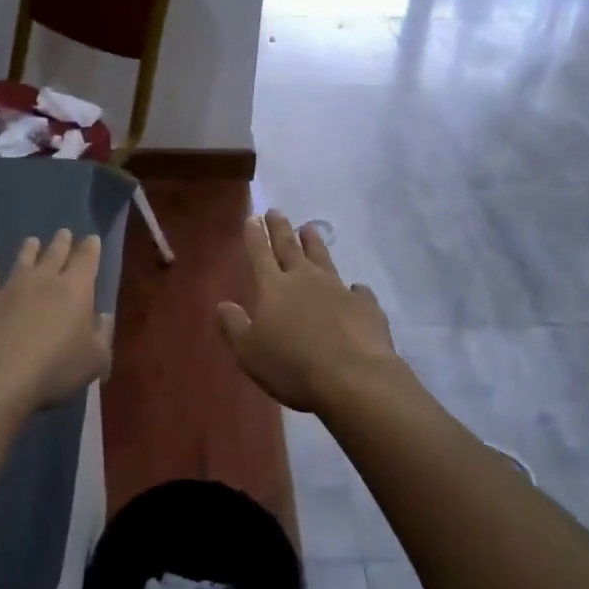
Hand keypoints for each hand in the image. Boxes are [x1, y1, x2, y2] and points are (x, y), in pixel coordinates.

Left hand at [0, 230, 113, 414]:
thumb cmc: (56, 367)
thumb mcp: (95, 359)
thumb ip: (103, 335)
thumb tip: (104, 317)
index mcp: (76, 289)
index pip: (87, 260)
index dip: (91, 248)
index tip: (91, 238)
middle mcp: (44, 280)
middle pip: (54, 254)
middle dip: (61, 242)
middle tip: (63, 233)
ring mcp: (11, 288)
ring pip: (22, 261)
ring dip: (28, 250)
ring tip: (31, 241)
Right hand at [217, 211, 399, 413]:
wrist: (353, 377)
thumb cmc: (292, 366)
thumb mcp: (250, 352)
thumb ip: (234, 326)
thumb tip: (223, 305)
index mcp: (274, 287)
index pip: (260, 253)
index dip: (255, 235)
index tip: (253, 217)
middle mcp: (305, 279)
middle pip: (290, 247)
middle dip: (281, 228)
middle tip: (276, 211)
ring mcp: (338, 289)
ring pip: (323, 259)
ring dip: (314, 243)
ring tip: (309, 229)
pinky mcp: (365, 306)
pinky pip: (357, 291)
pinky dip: (353, 288)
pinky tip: (355, 289)